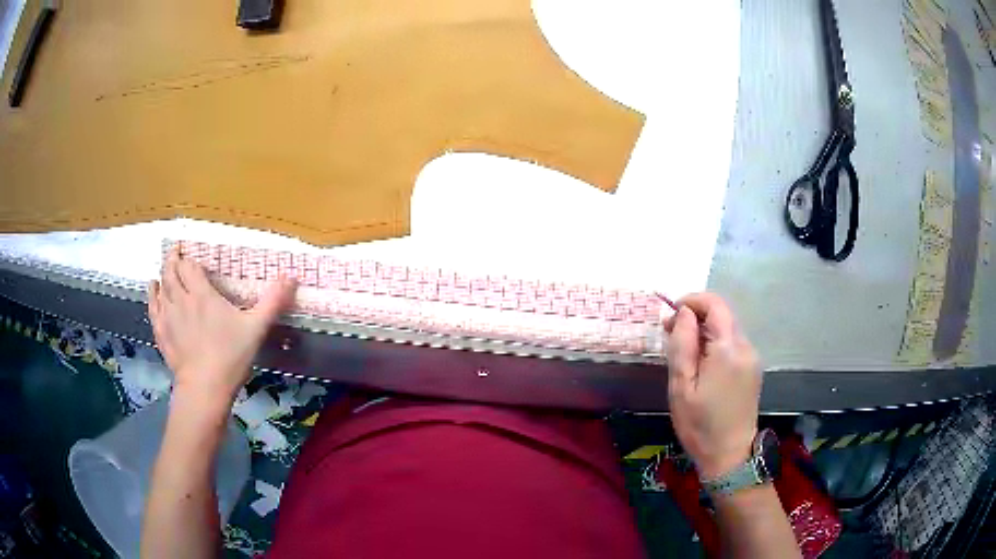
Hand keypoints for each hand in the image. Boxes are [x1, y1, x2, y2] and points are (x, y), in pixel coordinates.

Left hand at [148, 249, 296, 410]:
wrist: (204, 388)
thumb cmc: (230, 356)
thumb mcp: (256, 328)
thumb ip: (272, 301)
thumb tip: (292, 276)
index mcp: (202, 294)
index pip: (189, 266)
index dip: (187, 257)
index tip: (187, 249)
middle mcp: (181, 299)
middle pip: (171, 272)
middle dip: (172, 259)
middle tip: (175, 252)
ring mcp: (168, 316)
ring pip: (161, 286)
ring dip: (162, 273)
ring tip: (164, 267)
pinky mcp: (161, 333)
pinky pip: (153, 307)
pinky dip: (152, 294)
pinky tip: (153, 289)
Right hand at [664, 293, 760, 479]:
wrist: (729, 455)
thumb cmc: (700, 424)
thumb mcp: (681, 386)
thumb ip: (682, 345)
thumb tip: (683, 313)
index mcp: (728, 349)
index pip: (715, 304)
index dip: (692, 301)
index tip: (671, 315)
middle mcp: (746, 346)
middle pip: (722, 314)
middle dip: (696, 316)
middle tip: (671, 334)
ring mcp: (752, 358)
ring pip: (727, 329)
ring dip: (705, 330)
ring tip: (683, 352)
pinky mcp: (753, 369)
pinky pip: (733, 344)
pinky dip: (715, 343)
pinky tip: (702, 365)